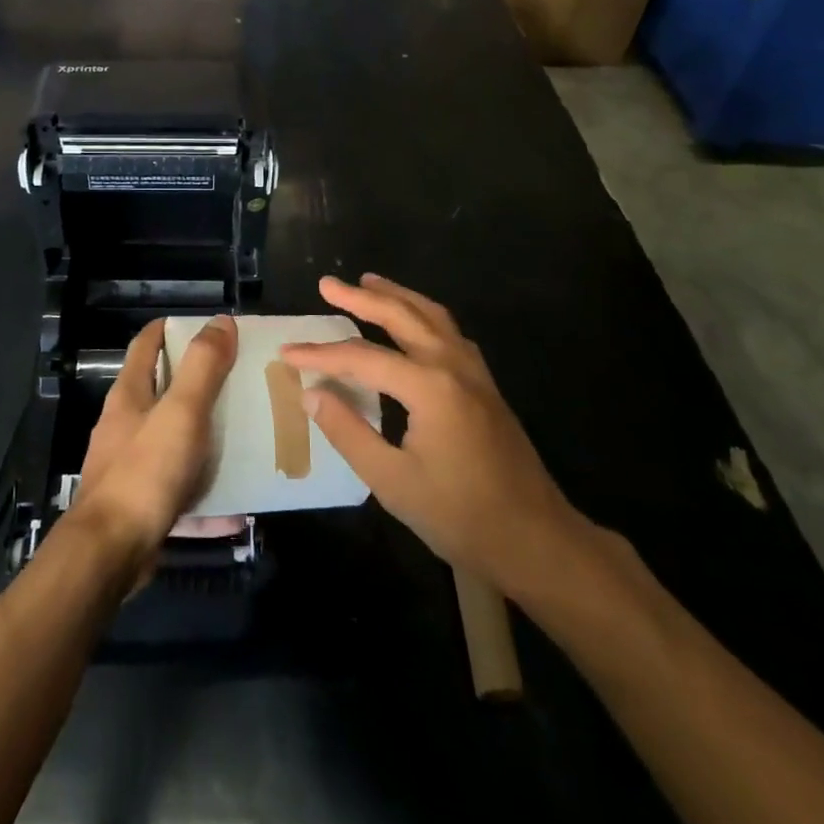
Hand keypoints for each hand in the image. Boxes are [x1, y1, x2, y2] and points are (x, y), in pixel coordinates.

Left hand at [76, 316, 237, 567]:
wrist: (109, 554)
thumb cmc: (144, 472)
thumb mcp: (181, 412)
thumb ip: (203, 367)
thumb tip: (221, 321)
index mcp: (130, 394)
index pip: (147, 344)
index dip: (172, 328)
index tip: (210, 328)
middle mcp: (126, 424)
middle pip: (163, 390)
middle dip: (199, 383)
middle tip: (240, 379)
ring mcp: (131, 465)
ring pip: (174, 440)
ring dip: (205, 437)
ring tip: (245, 436)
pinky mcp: (141, 502)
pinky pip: (181, 488)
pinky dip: (206, 492)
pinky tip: (237, 506)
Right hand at [282, 275, 592, 600]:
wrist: (536, 540)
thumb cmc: (460, 516)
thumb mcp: (393, 482)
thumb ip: (348, 432)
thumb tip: (311, 393)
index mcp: (429, 386)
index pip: (362, 358)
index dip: (321, 355)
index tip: (287, 352)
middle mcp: (453, 365)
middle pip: (401, 316)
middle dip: (361, 297)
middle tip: (328, 284)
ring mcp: (475, 372)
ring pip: (431, 315)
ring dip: (397, 295)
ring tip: (368, 282)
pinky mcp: (485, 384)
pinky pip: (449, 331)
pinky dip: (423, 314)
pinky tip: (414, 321)